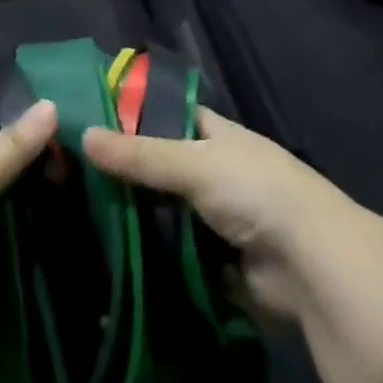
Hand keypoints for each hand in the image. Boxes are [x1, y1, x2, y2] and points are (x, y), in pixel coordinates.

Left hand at [0, 99, 58, 382]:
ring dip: (35, 216)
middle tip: (82, 158)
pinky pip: (9, 264)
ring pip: (2, 225)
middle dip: (28, 175)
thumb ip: (5, 150)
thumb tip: (51, 103)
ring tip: (87, 191)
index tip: (56, 123)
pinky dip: (33, 255)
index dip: (9, 133)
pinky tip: (71, 239)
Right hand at [83, 109, 343, 317]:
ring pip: (164, 211)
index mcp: (217, 136)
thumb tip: (83, 136)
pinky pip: (172, 252)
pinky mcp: (214, 261)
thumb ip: (139, 154)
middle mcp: (216, 172)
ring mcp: (216, 218)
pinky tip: (107, 254)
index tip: (89, 120)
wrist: (312, 267)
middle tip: (70, 175)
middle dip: (125, 172)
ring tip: (78, 215)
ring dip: (133, 217)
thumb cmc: (255, 193)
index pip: (169, 115)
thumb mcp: (194, 163)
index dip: (134, 116)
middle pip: (161, 166)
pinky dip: (148, 254)